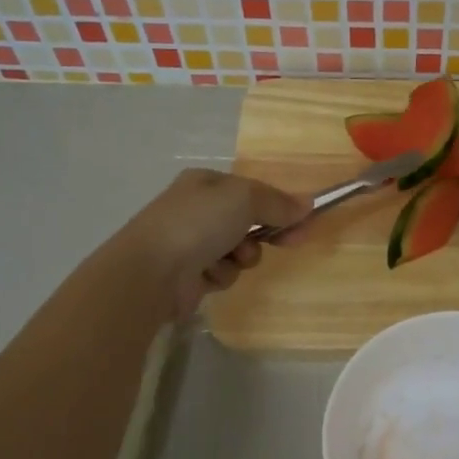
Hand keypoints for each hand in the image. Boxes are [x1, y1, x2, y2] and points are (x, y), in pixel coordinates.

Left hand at [111, 169, 309, 320]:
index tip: (305, 221)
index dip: (280, 205)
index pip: (252, 191)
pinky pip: (222, 272)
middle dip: (265, 234)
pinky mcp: (188, 273)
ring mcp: (190, 242)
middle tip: (290, 242)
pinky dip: (221, 275)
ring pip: (237, 250)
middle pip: (247, 221)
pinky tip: (208, 275)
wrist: (151, 271)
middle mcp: (197, 210)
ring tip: (230, 259)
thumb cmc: (198, 224)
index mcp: (206, 183)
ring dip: (241, 257)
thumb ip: (278, 202)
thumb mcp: (244, 199)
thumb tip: (307, 204)